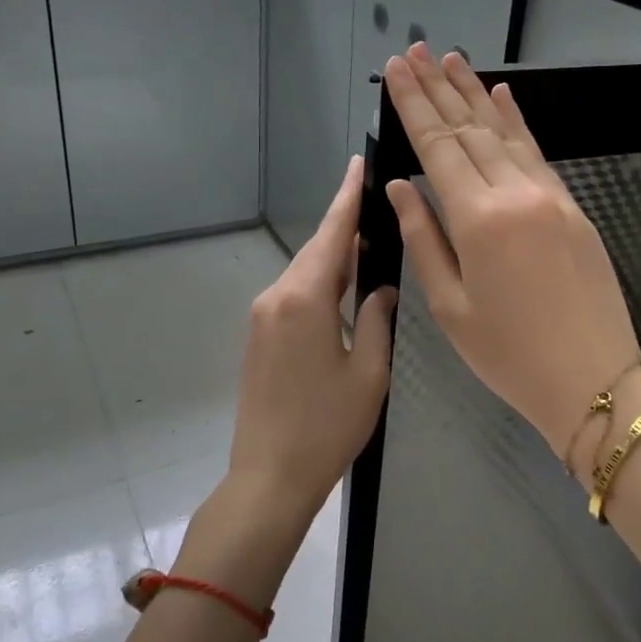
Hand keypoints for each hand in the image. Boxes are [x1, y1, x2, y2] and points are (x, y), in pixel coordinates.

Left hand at [226, 156, 396, 520]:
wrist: (268, 476)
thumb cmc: (326, 427)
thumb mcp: (368, 373)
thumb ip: (376, 319)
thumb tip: (381, 289)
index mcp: (304, 300)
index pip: (331, 235)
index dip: (347, 198)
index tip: (357, 164)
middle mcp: (276, 298)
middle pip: (316, 251)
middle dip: (344, 225)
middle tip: (374, 201)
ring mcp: (262, 318)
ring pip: (305, 274)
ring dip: (334, 257)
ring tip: (368, 242)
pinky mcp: (259, 338)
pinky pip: (294, 296)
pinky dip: (320, 283)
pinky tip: (343, 288)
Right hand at [382, 43, 639, 477]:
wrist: (594, 379)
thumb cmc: (509, 355)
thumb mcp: (450, 307)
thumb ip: (424, 238)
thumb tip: (401, 188)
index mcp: (478, 220)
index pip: (437, 147)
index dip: (415, 106)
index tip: (397, 71)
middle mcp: (515, 194)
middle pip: (470, 129)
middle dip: (440, 88)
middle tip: (417, 51)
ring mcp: (550, 197)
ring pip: (505, 132)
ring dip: (476, 94)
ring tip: (453, 60)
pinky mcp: (572, 207)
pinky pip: (537, 153)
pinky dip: (517, 121)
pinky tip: (503, 96)